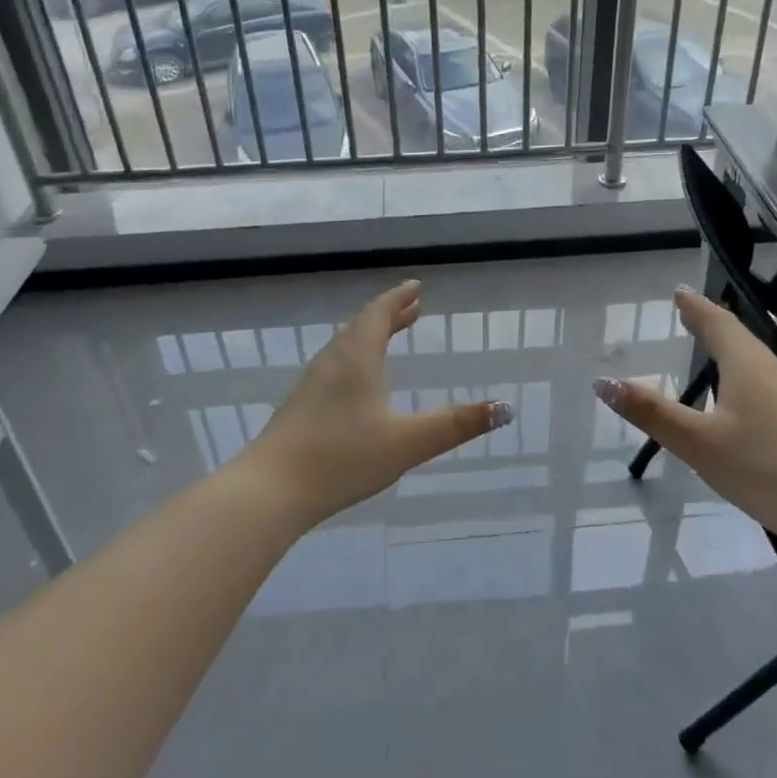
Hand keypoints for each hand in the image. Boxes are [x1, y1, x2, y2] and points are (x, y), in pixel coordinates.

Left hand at [249, 280, 511, 525]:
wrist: (272, 490)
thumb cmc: (343, 457)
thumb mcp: (408, 442)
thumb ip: (456, 425)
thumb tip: (504, 407)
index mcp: (357, 358)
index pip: (379, 314)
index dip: (399, 299)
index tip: (416, 287)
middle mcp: (333, 361)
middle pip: (362, 326)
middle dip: (389, 315)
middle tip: (412, 307)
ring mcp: (312, 384)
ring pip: (346, 347)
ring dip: (371, 335)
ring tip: (389, 336)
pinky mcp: (301, 406)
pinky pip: (336, 366)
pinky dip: (356, 358)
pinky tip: (358, 384)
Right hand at [592, 287, 776, 538]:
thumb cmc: (764, 470)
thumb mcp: (697, 443)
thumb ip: (651, 412)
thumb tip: (604, 381)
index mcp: (748, 367)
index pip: (719, 323)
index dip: (696, 307)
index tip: (679, 292)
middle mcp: (774, 373)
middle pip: (740, 338)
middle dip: (712, 324)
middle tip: (689, 314)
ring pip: (756, 362)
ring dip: (730, 350)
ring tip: (710, 350)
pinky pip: (766, 385)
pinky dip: (743, 377)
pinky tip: (740, 401)